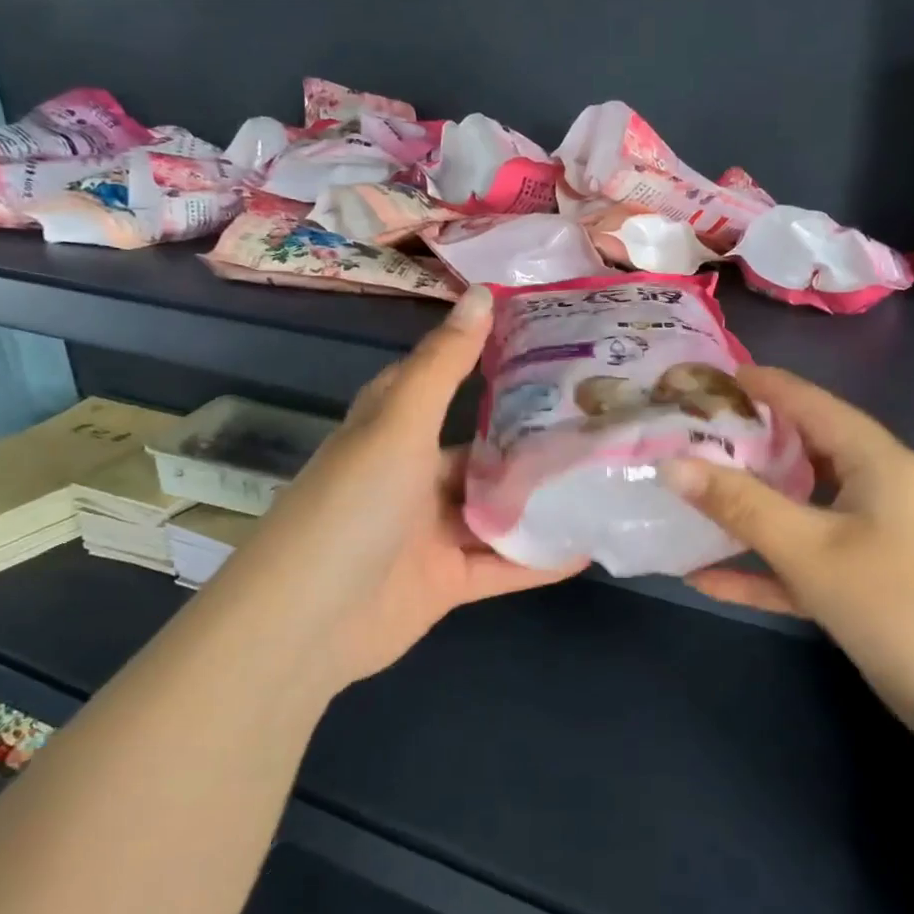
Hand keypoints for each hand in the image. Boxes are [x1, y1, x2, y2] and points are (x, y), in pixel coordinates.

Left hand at [205, 287, 583, 692]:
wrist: (308, 621)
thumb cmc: (353, 504)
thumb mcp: (399, 424)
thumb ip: (444, 365)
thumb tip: (482, 292)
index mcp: (393, 430)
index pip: (444, 384)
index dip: (488, 363)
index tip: (549, 349)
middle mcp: (412, 476)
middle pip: (481, 452)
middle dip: (532, 441)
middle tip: (598, 421)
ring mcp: (430, 532)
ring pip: (497, 510)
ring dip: (542, 502)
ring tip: (605, 480)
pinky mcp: (447, 581)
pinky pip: (502, 566)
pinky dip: (539, 560)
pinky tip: (587, 546)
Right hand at [666, 367, 913, 741]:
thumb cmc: (900, 604)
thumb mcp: (812, 549)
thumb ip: (740, 505)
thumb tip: (671, 465)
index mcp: (872, 460)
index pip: (806, 401)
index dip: (755, 385)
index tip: (698, 378)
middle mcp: (871, 488)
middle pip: (797, 452)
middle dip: (740, 445)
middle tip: (680, 438)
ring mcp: (866, 538)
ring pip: (795, 509)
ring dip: (744, 508)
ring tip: (686, 495)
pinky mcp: (859, 584)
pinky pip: (799, 562)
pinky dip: (758, 568)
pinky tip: (703, 578)